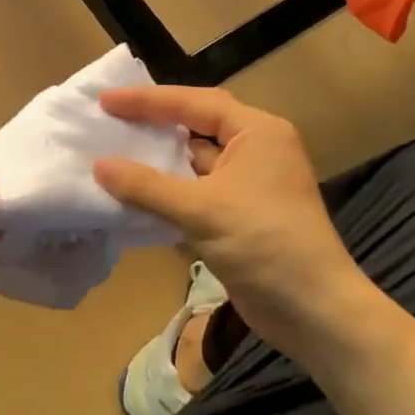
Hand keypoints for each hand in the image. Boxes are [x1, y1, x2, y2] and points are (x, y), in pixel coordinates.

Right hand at [94, 86, 379, 359]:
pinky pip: (195, 188)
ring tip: (110, 150)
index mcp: (257, 133)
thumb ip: (146, 186)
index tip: (106, 100)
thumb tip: (98, 166)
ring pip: (193, 159)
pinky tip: (133, 191)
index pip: (194, 103)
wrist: (316, 314)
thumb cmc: (266, 247)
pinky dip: (166, 188)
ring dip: (156, 158)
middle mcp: (255, 149)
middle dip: (152, 123)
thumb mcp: (201, 211)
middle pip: (194, 125)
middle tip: (107, 119)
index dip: (147, 100)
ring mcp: (248, 182)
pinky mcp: (239, 213)